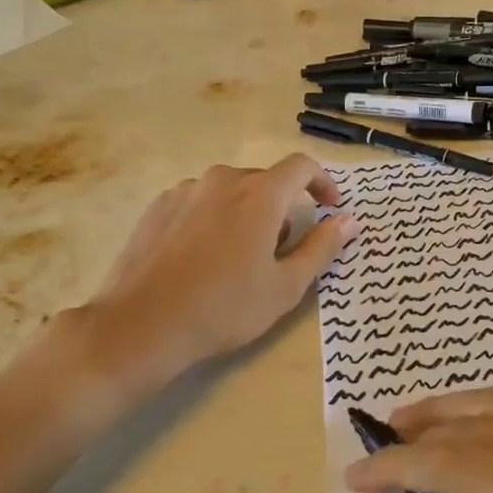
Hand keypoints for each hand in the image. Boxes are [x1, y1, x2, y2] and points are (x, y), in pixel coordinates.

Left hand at [82, 156, 358, 386]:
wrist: (142, 325)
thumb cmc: (225, 308)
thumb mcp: (286, 286)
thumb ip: (322, 247)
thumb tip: (350, 220)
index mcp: (260, 195)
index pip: (301, 167)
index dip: (322, 182)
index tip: (330, 207)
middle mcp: (222, 180)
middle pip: (265, 181)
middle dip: (282, 208)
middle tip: (280, 251)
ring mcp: (185, 191)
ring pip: (230, 191)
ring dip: (246, 212)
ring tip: (238, 258)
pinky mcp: (157, 207)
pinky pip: (199, 202)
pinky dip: (213, 218)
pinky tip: (202, 257)